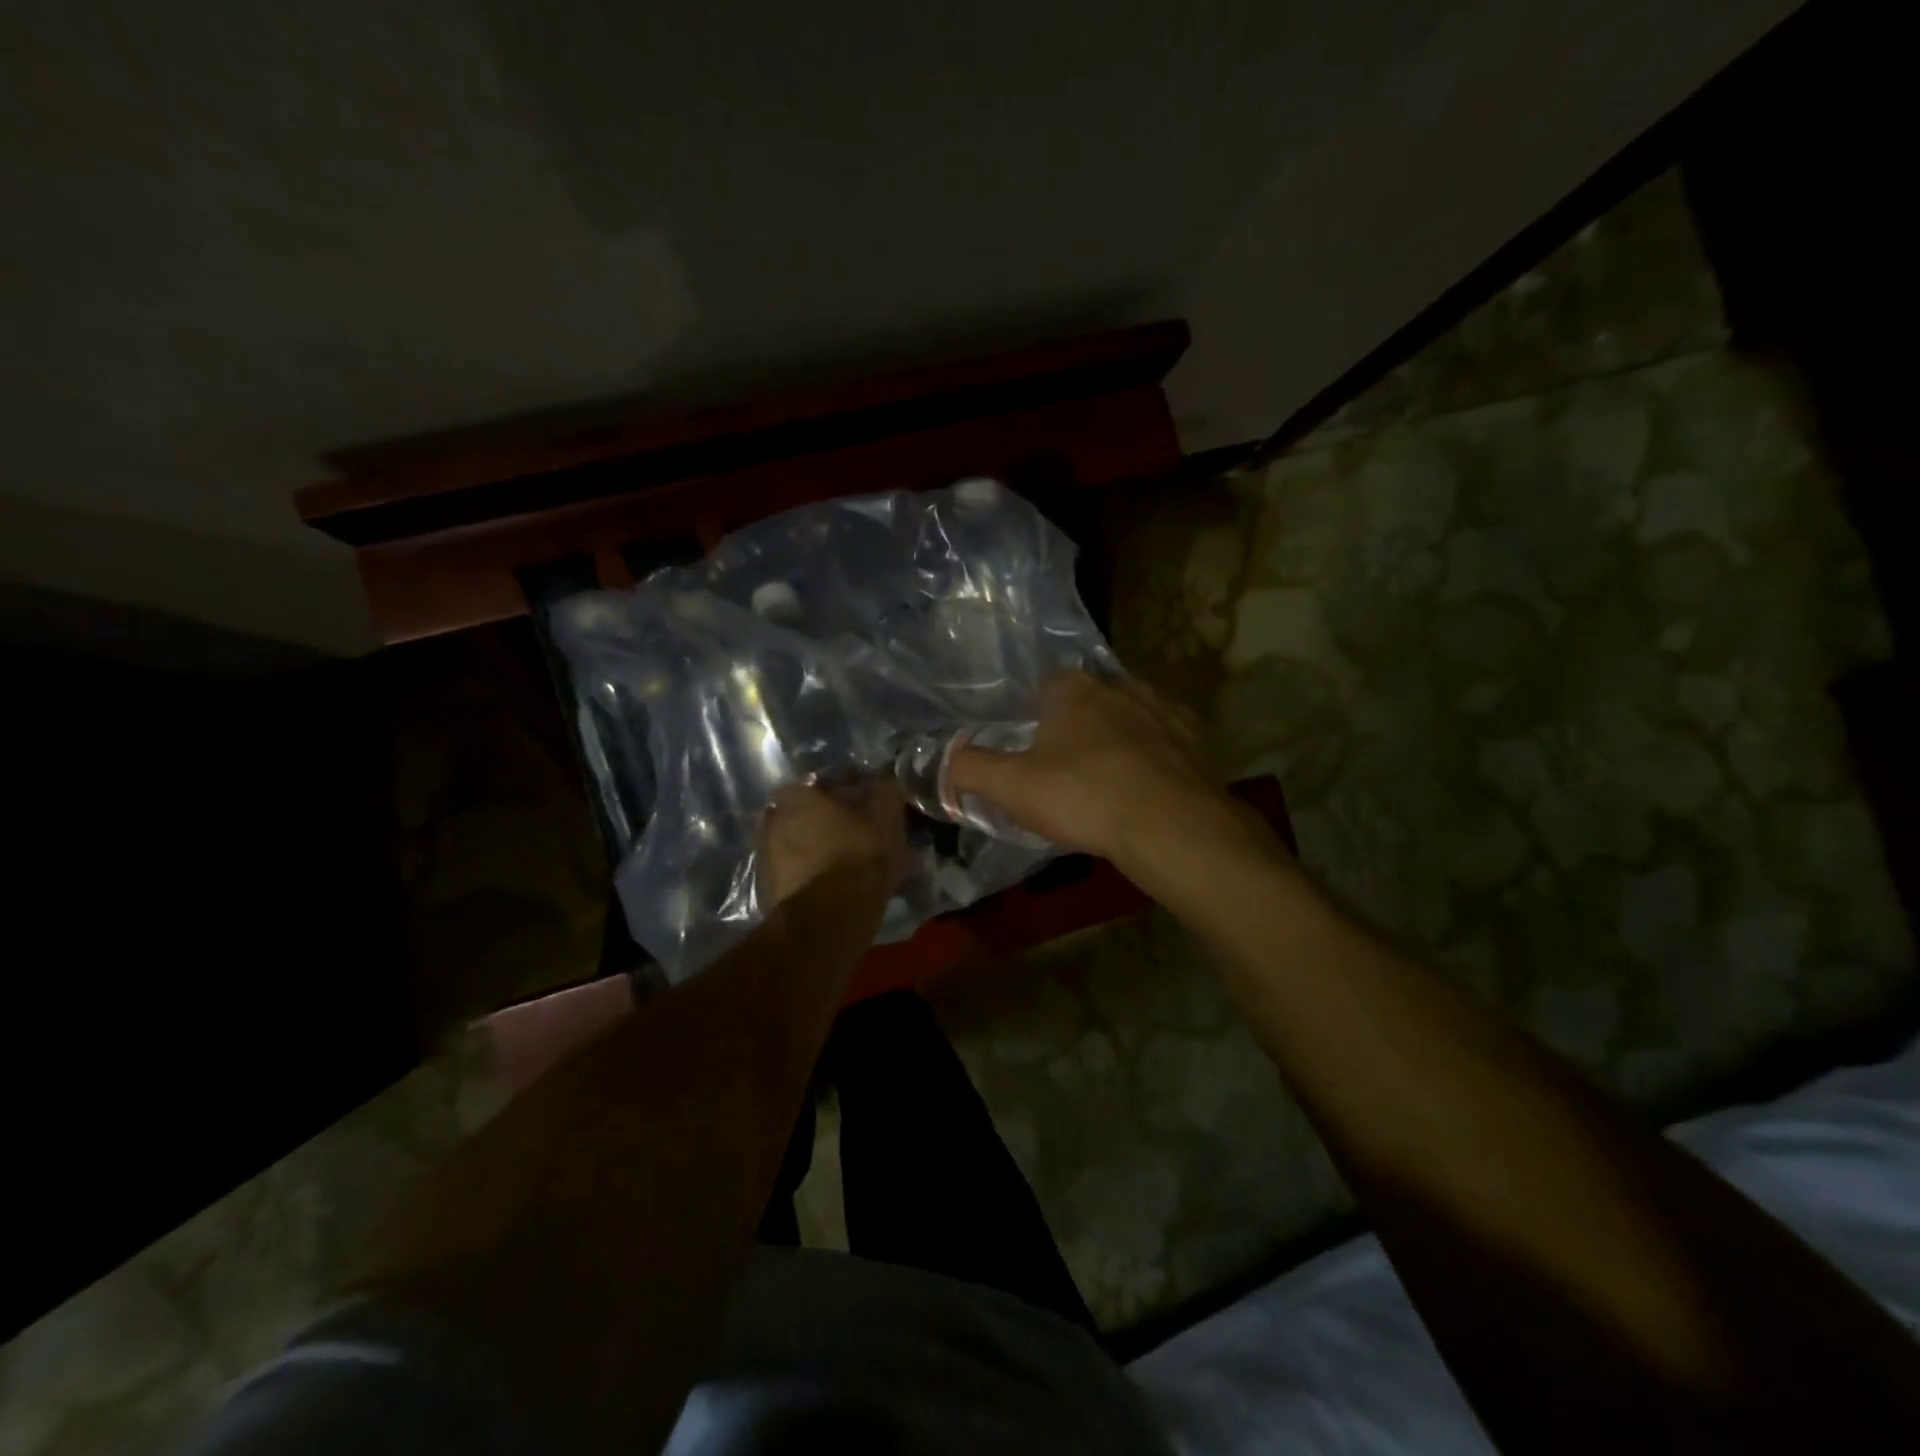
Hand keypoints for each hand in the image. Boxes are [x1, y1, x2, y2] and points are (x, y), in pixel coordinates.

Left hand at [758, 779, 906, 907]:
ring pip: (798, 844)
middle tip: (854, 832)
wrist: (828, 920)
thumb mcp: (886, 817)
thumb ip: (885, 792)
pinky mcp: (770, 889)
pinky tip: (834, 884)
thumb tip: (883, 783)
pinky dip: (811, 874)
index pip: (820, 782)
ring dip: (817, 848)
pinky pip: (795, 872)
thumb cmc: (858, 857)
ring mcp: (767, 856)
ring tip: (845, 862)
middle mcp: (774, 820)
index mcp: (797, 796)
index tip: (863, 804)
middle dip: (826, 820)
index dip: (843, 791)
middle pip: (805, 813)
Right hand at [947, 671, 1243, 869]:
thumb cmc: (1082, 796)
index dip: (1036, 713)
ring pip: (1130, 716)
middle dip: (1078, 724)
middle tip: (1066, 767)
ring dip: (1118, 738)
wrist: (1168, 824)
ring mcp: (1162, 709)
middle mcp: (1119, 686)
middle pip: (1089, 699)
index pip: (1047, 684)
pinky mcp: (1194, 737)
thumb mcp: (1011, 787)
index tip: (1032, 747)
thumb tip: (941, 761)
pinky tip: (1147, 785)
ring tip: (1108, 778)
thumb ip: (969, 769)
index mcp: (1072, 690)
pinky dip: (1154, 755)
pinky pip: (1165, 740)